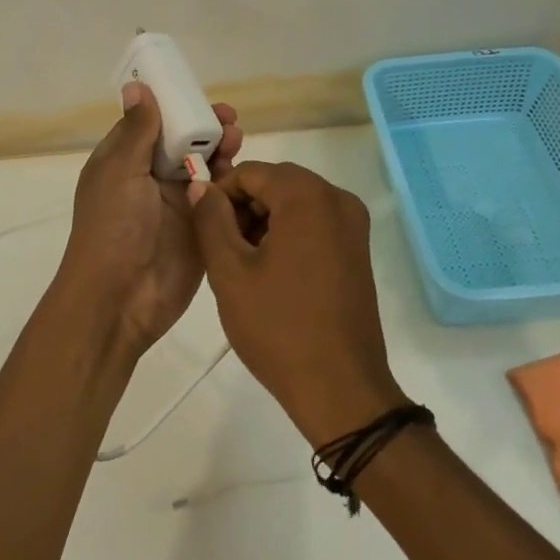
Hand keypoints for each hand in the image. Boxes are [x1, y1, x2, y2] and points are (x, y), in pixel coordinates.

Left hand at [55, 83, 241, 357]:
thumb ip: (138, 130)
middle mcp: (151, 180)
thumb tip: (137, 86)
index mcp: (125, 162)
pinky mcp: (201, 229)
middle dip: (206, 128)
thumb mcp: (120, 171)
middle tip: (230, 122)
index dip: (177, 107)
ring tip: (236, 142)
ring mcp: (178, 205)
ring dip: (221, 152)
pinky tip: (240, 175)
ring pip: (206, 168)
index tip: (201, 96)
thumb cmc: (113, 228)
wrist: (121, 298)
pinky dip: (231, 185)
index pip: (153, 124)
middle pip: (184, 143)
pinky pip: (220, 200)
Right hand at [190, 161, 408, 443]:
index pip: (252, 172)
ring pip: (295, 205)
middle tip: (220, 251)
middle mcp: (338, 200)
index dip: (220, 194)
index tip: (203, 229)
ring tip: (241, 267)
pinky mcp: (357, 251)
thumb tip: (201, 186)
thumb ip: (210, 219)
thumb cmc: (279, 327)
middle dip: (243, 209)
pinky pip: (314, 226)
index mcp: (309, 196)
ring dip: (263, 224)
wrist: (339, 387)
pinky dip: (287, 237)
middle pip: (276, 185)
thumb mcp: (230, 271)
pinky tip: (269, 275)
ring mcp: (353, 226)